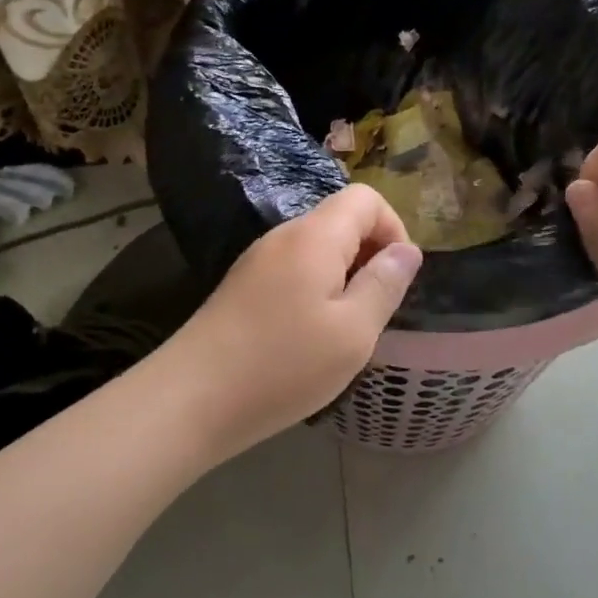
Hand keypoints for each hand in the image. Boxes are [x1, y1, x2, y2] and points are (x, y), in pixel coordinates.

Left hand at [166, 185, 422, 454]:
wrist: (191, 399)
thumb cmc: (283, 366)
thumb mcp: (353, 332)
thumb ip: (384, 284)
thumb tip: (407, 250)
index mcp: (314, 237)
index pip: (366, 198)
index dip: (394, 229)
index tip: (397, 279)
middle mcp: (283, 236)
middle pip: (340, 221)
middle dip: (369, 256)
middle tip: (373, 311)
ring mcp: (257, 261)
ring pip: (316, 250)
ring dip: (342, 278)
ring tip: (343, 330)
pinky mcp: (241, 287)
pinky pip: (292, 271)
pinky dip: (314, 291)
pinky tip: (308, 337)